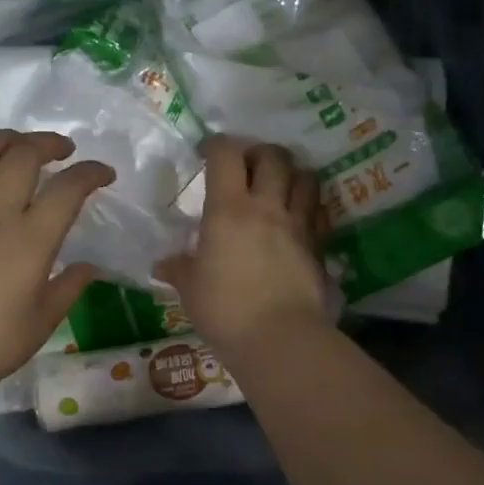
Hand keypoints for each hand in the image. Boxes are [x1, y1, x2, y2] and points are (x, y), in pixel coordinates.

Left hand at [0, 130, 114, 393]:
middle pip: (21, 155)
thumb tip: (90, 267)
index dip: (91, 172)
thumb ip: (71, 286)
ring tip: (16, 145)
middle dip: (47, 142)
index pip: (68, 188)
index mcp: (30, 241)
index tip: (104, 174)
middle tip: (61, 150)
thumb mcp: (45, 320)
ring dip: (2, 139)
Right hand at [155, 136, 329, 357]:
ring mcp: (298, 224)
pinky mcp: (319, 245)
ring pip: (305, 177)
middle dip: (259, 153)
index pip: (225, 155)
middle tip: (247, 166)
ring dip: (291, 173)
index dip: (216, 146)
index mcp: (228, 209)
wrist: (279, 338)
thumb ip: (179, 269)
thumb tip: (162, 265)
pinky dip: (311, 205)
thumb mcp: (190, 289)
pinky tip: (300, 216)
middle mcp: (266, 206)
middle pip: (272, 156)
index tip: (208, 154)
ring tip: (279, 185)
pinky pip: (320, 211)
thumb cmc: (225, 310)